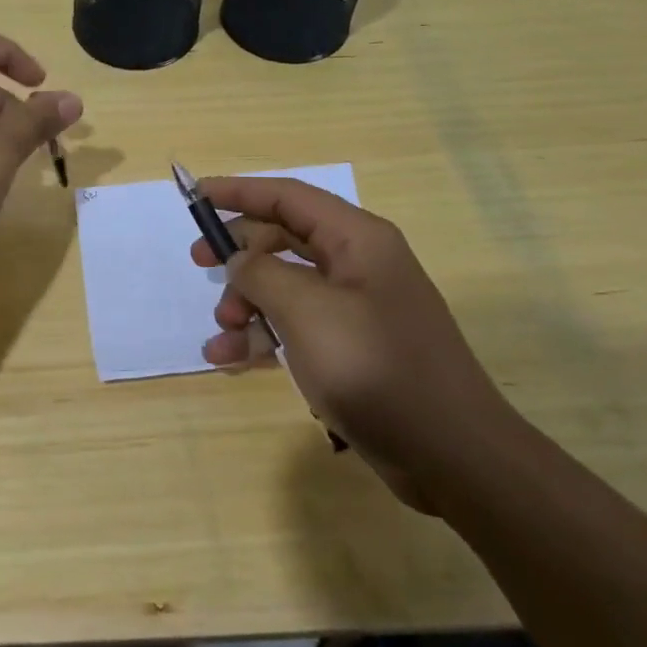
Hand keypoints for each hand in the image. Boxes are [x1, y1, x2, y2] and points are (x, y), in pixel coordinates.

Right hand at [189, 176, 516, 511]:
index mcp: (357, 240)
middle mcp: (358, 264)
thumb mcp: (306, 311)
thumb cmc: (374, 367)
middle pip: (284, 238)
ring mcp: (357, 308)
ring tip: (223, 332)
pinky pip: (297, 326)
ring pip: (286, 286)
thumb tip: (238, 259)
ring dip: (247, 303)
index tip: (196, 195)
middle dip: (239, 253)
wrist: (450, 455)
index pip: (288, 197)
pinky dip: (264, 336)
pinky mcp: (353, 348)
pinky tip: (230, 359)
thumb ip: (261, 273)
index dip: (239, 192)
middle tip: (199, 264)